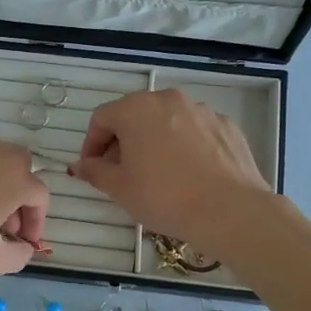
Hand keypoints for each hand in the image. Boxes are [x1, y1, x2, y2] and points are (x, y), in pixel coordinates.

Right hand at [73, 90, 270, 247]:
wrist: (229, 210)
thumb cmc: (164, 197)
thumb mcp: (120, 189)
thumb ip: (95, 172)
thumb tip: (80, 165)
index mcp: (136, 109)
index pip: (101, 119)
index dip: (91, 144)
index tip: (92, 168)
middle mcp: (168, 100)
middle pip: (134, 114)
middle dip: (122, 141)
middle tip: (121, 172)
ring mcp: (201, 110)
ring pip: (166, 121)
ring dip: (153, 141)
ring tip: (156, 173)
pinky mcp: (226, 125)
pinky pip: (194, 131)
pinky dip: (183, 145)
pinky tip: (187, 173)